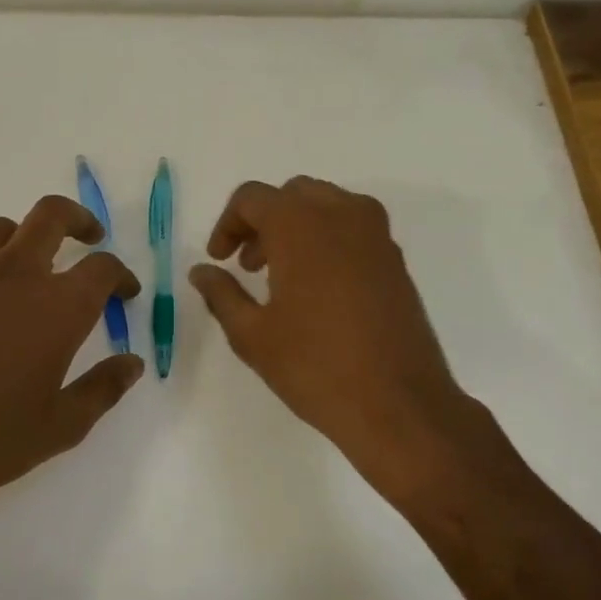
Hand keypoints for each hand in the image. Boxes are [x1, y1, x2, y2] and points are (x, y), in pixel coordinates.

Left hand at [0, 196, 143, 526]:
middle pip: (50, 215)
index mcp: (56, 306)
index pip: (102, 267)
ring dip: (24, 242)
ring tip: (28, 273)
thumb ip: (102, 389)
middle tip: (87, 239)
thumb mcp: (60, 427)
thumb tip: (131, 364)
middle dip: (78, 220)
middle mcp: (12, 276)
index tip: (123, 292)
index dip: (120, 275)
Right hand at [189, 177, 469, 502]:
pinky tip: (319, 288)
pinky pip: (354, 227)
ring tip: (282, 276)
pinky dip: (328, 239)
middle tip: (248, 265)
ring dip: (297, 226)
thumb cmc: (315, 368)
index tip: (220, 260)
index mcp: (301, 225)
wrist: (399, 405)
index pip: (253, 198)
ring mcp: (376, 236)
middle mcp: (342, 216)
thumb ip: (222, 294)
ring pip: (327, 204)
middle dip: (263, 221)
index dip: (228, 224)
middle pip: (292, 194)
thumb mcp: (252, 335)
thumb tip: (201, 271)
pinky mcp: (396, 260)